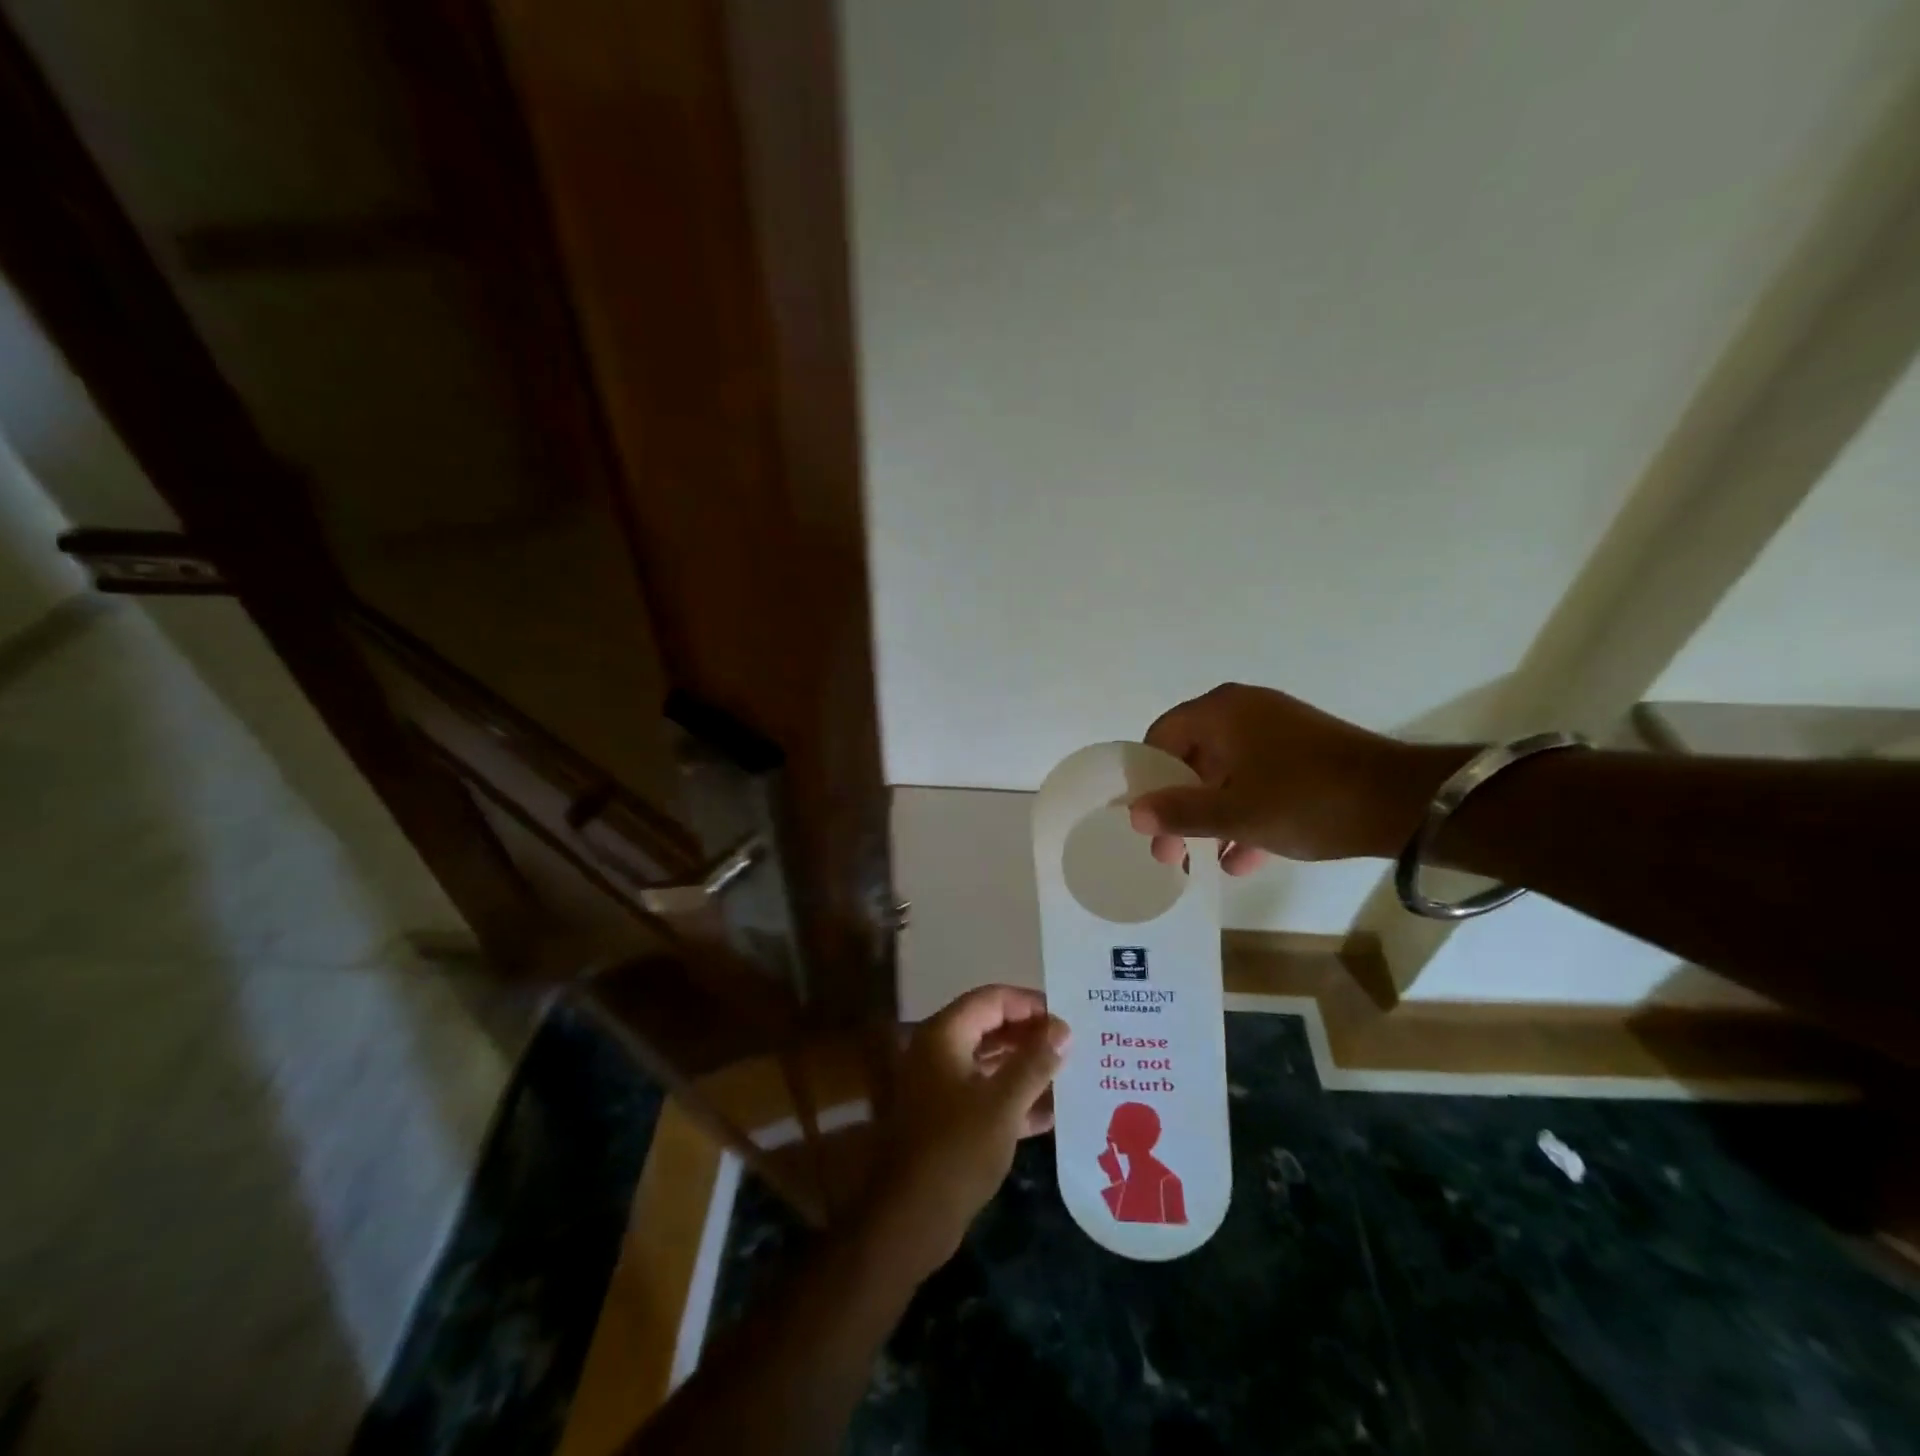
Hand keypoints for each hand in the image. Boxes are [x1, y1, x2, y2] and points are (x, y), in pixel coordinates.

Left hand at [863, 986, 1067, 1279]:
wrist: (911, 1218)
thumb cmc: (957, 1149)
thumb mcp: (1004, 1103)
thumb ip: (1035, 1062)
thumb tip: (1063, 1029)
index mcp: (945, 1035)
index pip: (992, 999)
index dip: (1030, 1004)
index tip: (1068, 1018)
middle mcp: (939, 1051)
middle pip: (991, 1027)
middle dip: (1031, 1036)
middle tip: (1074, 1045)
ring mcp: (942, 1086)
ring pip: (990, 1062)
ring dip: (1027, 1068)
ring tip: (1070, 1073)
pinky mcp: (948, 1118)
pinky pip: (986, 1094)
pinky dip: (1015, 1099)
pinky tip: (1052, 1113)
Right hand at [1128, 683, 1452, 872]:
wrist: (1403, 803)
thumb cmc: (1304, 800)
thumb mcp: (1234, 813)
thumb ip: (1179, 812)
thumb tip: (1134, 813)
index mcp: (1221, 712)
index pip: (1161, 738)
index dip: (1146, 780)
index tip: (1143, 819)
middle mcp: (1244, 712)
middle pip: (1192, 759)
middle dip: (1178, 807)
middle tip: (1169, 850)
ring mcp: (1277, 732)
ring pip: (1225, 774)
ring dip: (1210, 817)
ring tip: (1199, 862)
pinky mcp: (1303, 755)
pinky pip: (1258, 780)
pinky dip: (1245, 814)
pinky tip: (1240, 860)